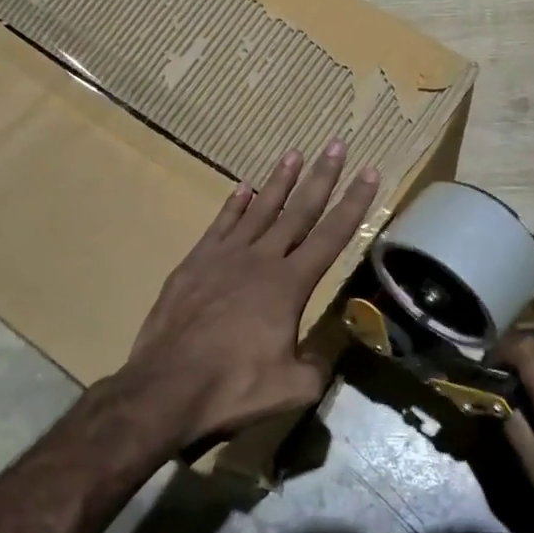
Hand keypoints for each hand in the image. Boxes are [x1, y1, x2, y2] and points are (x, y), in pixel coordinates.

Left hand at [116, 142, 379, 447]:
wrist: (165, 388)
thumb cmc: (233, 388)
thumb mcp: (292, 388)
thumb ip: (318, 367)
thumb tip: (327, 355)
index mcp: (289, 285)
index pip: (331, 236)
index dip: (354, 203)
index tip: (368, 172)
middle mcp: (260, 260)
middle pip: (298, 211)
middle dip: (321, 177)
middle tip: (336, 144)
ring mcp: (224, 258)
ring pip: (259, 210)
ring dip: (279, 181)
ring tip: (293, 153)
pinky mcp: (194, 264)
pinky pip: (220, 225)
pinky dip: (234, 204)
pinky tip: (243, 188)